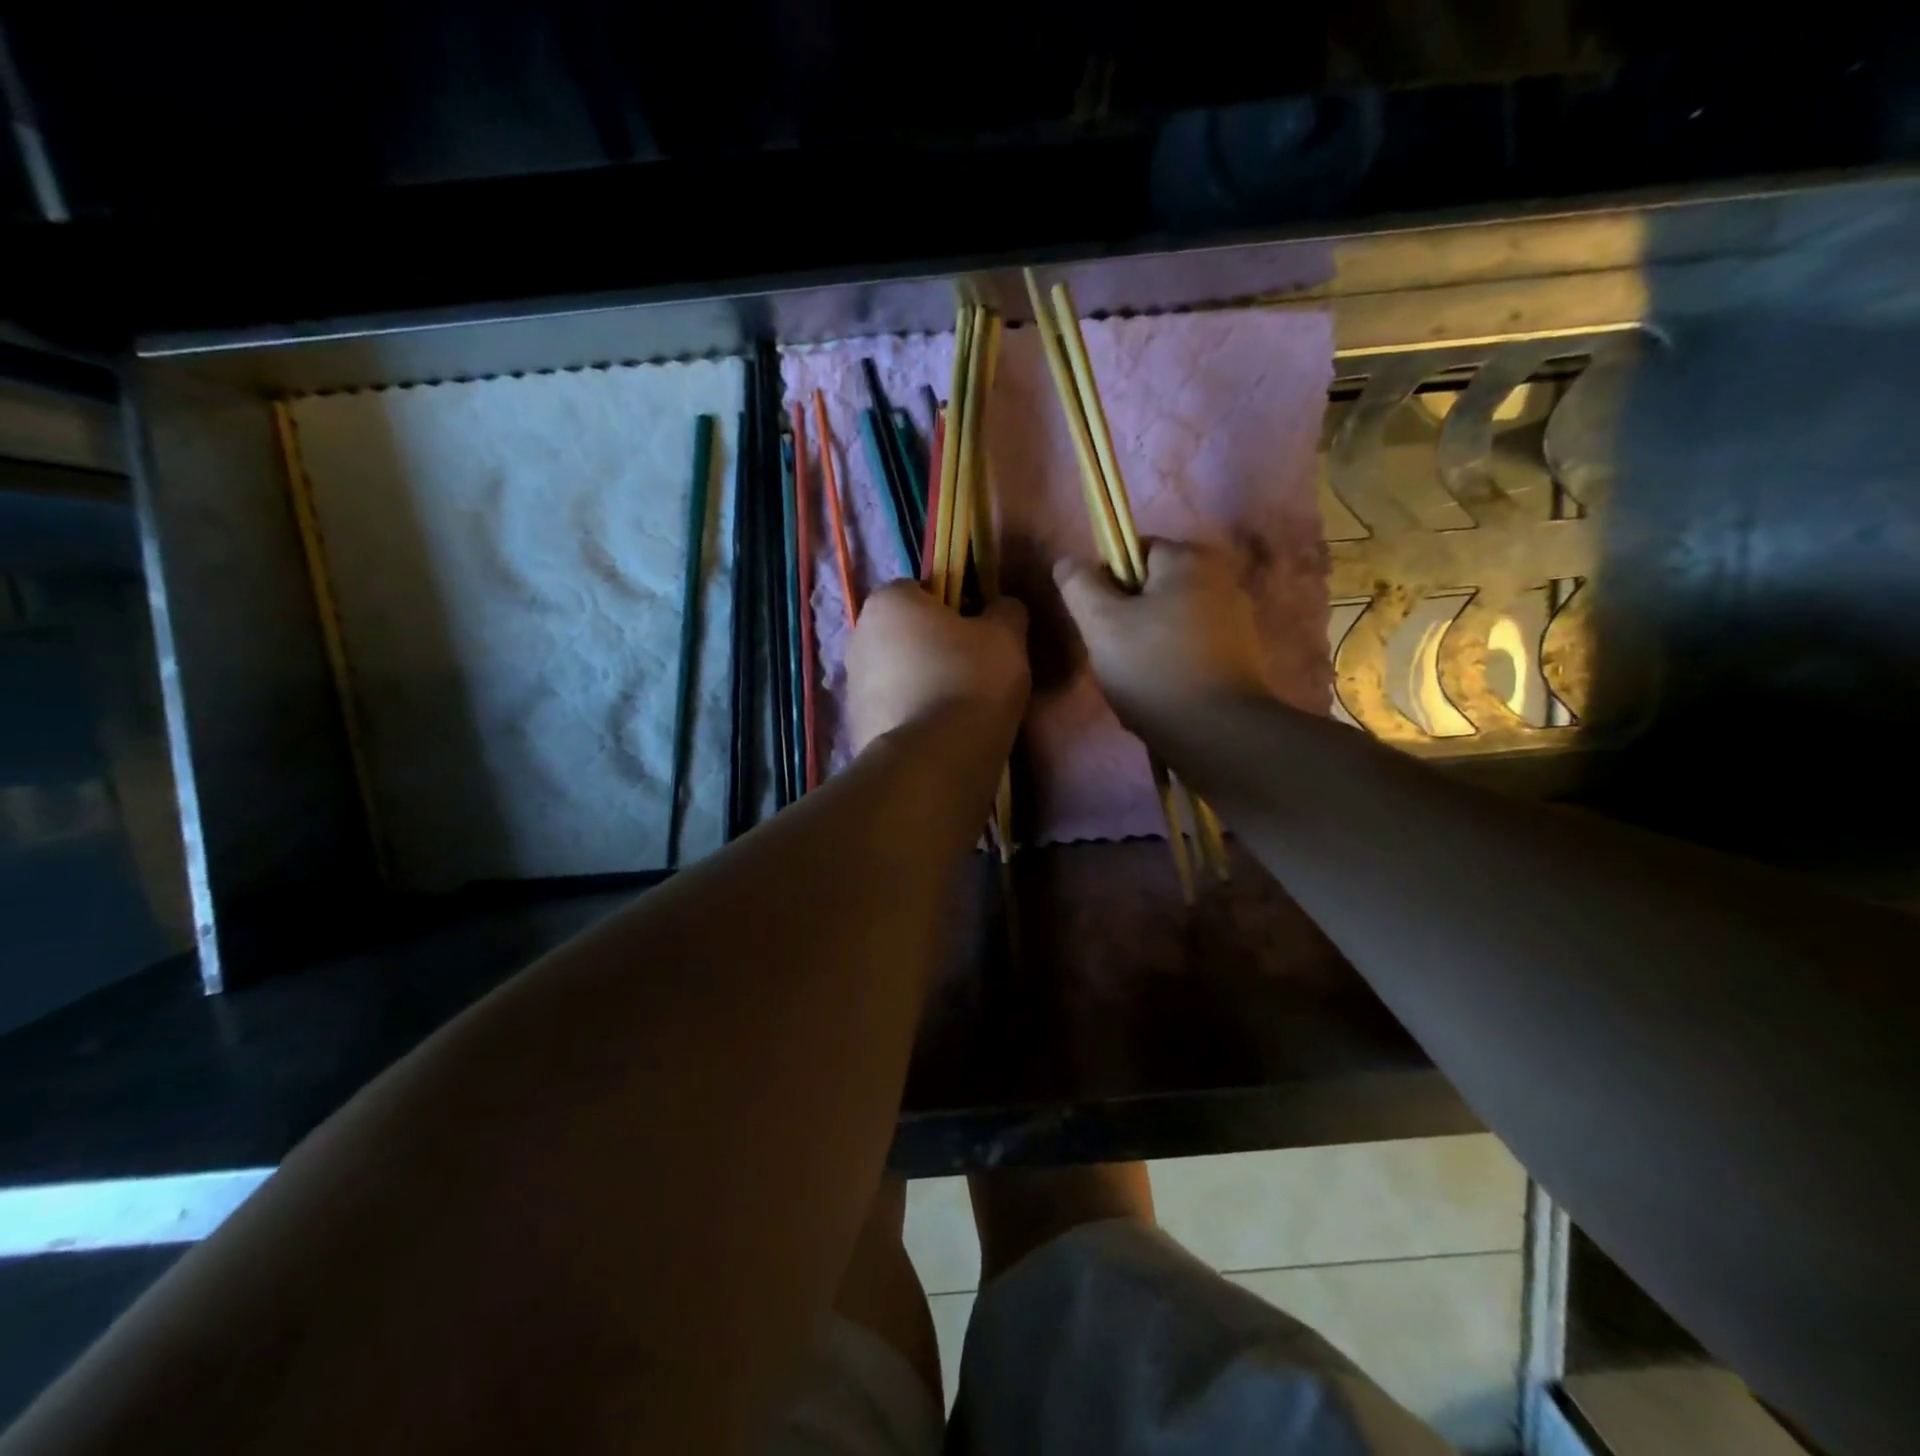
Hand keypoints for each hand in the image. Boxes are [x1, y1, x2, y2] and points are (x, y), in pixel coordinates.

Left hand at [847, 584, 1029, 753]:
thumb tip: (1001, 607)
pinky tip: (939, 734)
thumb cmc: (970, 681)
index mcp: (888, 601)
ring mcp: (851, 685)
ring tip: (958, 709)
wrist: (933, 761)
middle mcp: (858, 636)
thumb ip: (1006, 610)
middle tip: (973, 671)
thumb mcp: (1007, 637)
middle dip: (934, 646)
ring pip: (897, 673)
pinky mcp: (855, 726)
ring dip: (921, 682)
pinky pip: (892, 710)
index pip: (921, 589)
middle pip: (905, 632)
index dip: (954, 606)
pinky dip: (911, 716)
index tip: (979, 633)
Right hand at [1054, 539, 1270, 736]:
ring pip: (1169, 623)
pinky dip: (1171, 666)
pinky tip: (1160, 695)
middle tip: (1113, 656)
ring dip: (1146, 647)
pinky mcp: (1242, 656)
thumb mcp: (1100, 624)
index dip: (1107, 584)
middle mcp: (1221, 579)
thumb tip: (1067, 562)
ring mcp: (1237, 619)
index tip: (1098, 623)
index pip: (1133, 552)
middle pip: (1152, 590)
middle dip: (1127, 620)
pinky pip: (1190, 650)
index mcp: (1190, 559)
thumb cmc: (1153, 668)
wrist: (1217, 733)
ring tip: (1135, 682)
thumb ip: (1079, 585)